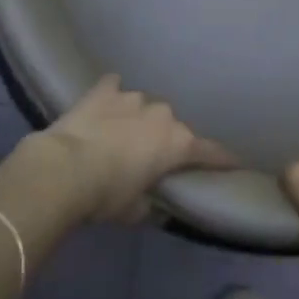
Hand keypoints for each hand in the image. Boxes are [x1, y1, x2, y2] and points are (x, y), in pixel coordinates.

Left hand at [40, 76, 236, 222]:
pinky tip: (106, 99)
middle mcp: (161, 114)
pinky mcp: (103, 90)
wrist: (63, 169)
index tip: (236, 162)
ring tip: (122, 134)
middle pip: (171, 126)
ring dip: (137, 119)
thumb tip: (147, 201)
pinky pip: (113, 87)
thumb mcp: (133, 210)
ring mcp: (132, 97)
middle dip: (164, 138)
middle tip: (151, 157)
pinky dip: (112, 94)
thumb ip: (148, 202)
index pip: (208, 152)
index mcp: (177, 143)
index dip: (222, 159)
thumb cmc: (106, 195)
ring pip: (144, 106)